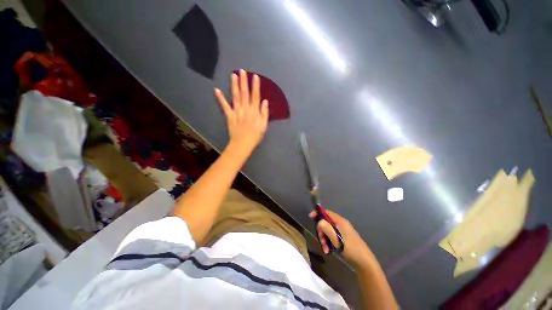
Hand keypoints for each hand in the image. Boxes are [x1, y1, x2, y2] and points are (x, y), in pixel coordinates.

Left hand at [215, 70, 268, 153]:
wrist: (243, 143)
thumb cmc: (255, 135)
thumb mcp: (264, 125)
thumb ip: (264, 113)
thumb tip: (265, 101)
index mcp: (254, 111)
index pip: (255, 96)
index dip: (255, 86)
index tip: (255, 76)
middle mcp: (245, 108)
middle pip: (245, 93)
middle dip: (244, 81)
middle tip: (242, 71)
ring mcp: (236, 111)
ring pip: (235, 96)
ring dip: (234, 85)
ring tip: (233, 75)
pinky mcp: (229, 115)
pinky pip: (224, 106)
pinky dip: (220, 98)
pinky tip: (216, 90)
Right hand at [309, 209, 373, 265]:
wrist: (364, 262)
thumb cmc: (350, 249)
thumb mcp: (336, 239)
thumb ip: (327, 229)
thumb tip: (319, 221)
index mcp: (340, 221)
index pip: (326, 212)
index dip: (318, 213)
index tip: (310, 217)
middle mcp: (341, 224)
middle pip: (326, 223)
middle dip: (321, 232)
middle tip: (321, 242)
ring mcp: (342, 231)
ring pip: (328, 231)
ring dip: (324, 239)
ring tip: (325, 250)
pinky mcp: (343, 238)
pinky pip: (332, 236)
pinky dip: (328, 242)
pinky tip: (329, 251)